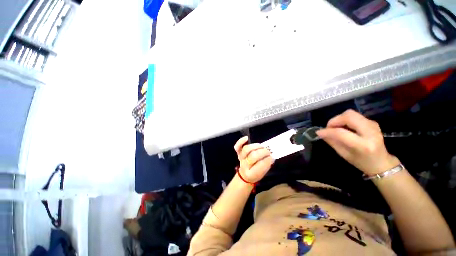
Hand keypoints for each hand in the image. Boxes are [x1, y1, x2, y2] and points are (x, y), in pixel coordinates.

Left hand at [234, 136, 273, 182]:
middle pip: (253, 156)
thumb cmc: (256, 173)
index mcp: (252, 174)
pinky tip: (246, 138)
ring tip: (261, 146)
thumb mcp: (263, 173)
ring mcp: (241, 158)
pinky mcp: (238, 153)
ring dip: (255, 146)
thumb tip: (271, 157)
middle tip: (268, 151)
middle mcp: (245, 166)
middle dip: (263, 152)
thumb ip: (267, 165)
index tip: (272, 157)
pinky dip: (241, 141)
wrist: (245, 176)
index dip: (267, 160)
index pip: (260, 166)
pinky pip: (238, 146)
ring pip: (246, 149)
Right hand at [316, 109, 399, 175]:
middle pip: (348, 116)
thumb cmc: (361, 162)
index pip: (341, 132)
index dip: (327, 131)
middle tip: (329, 128)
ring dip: (339, 119)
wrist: (382, 163)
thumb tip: (320, 133)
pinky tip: (344, 128)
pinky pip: (354, 116)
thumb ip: (332, 142)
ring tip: (335, 128)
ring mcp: (373, 125)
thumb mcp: (344, 155)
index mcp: (364, 145)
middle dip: (334, 120)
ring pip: (351, 114)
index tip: (319, 132)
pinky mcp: (372, 122)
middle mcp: (370, 132)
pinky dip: (345, 120)